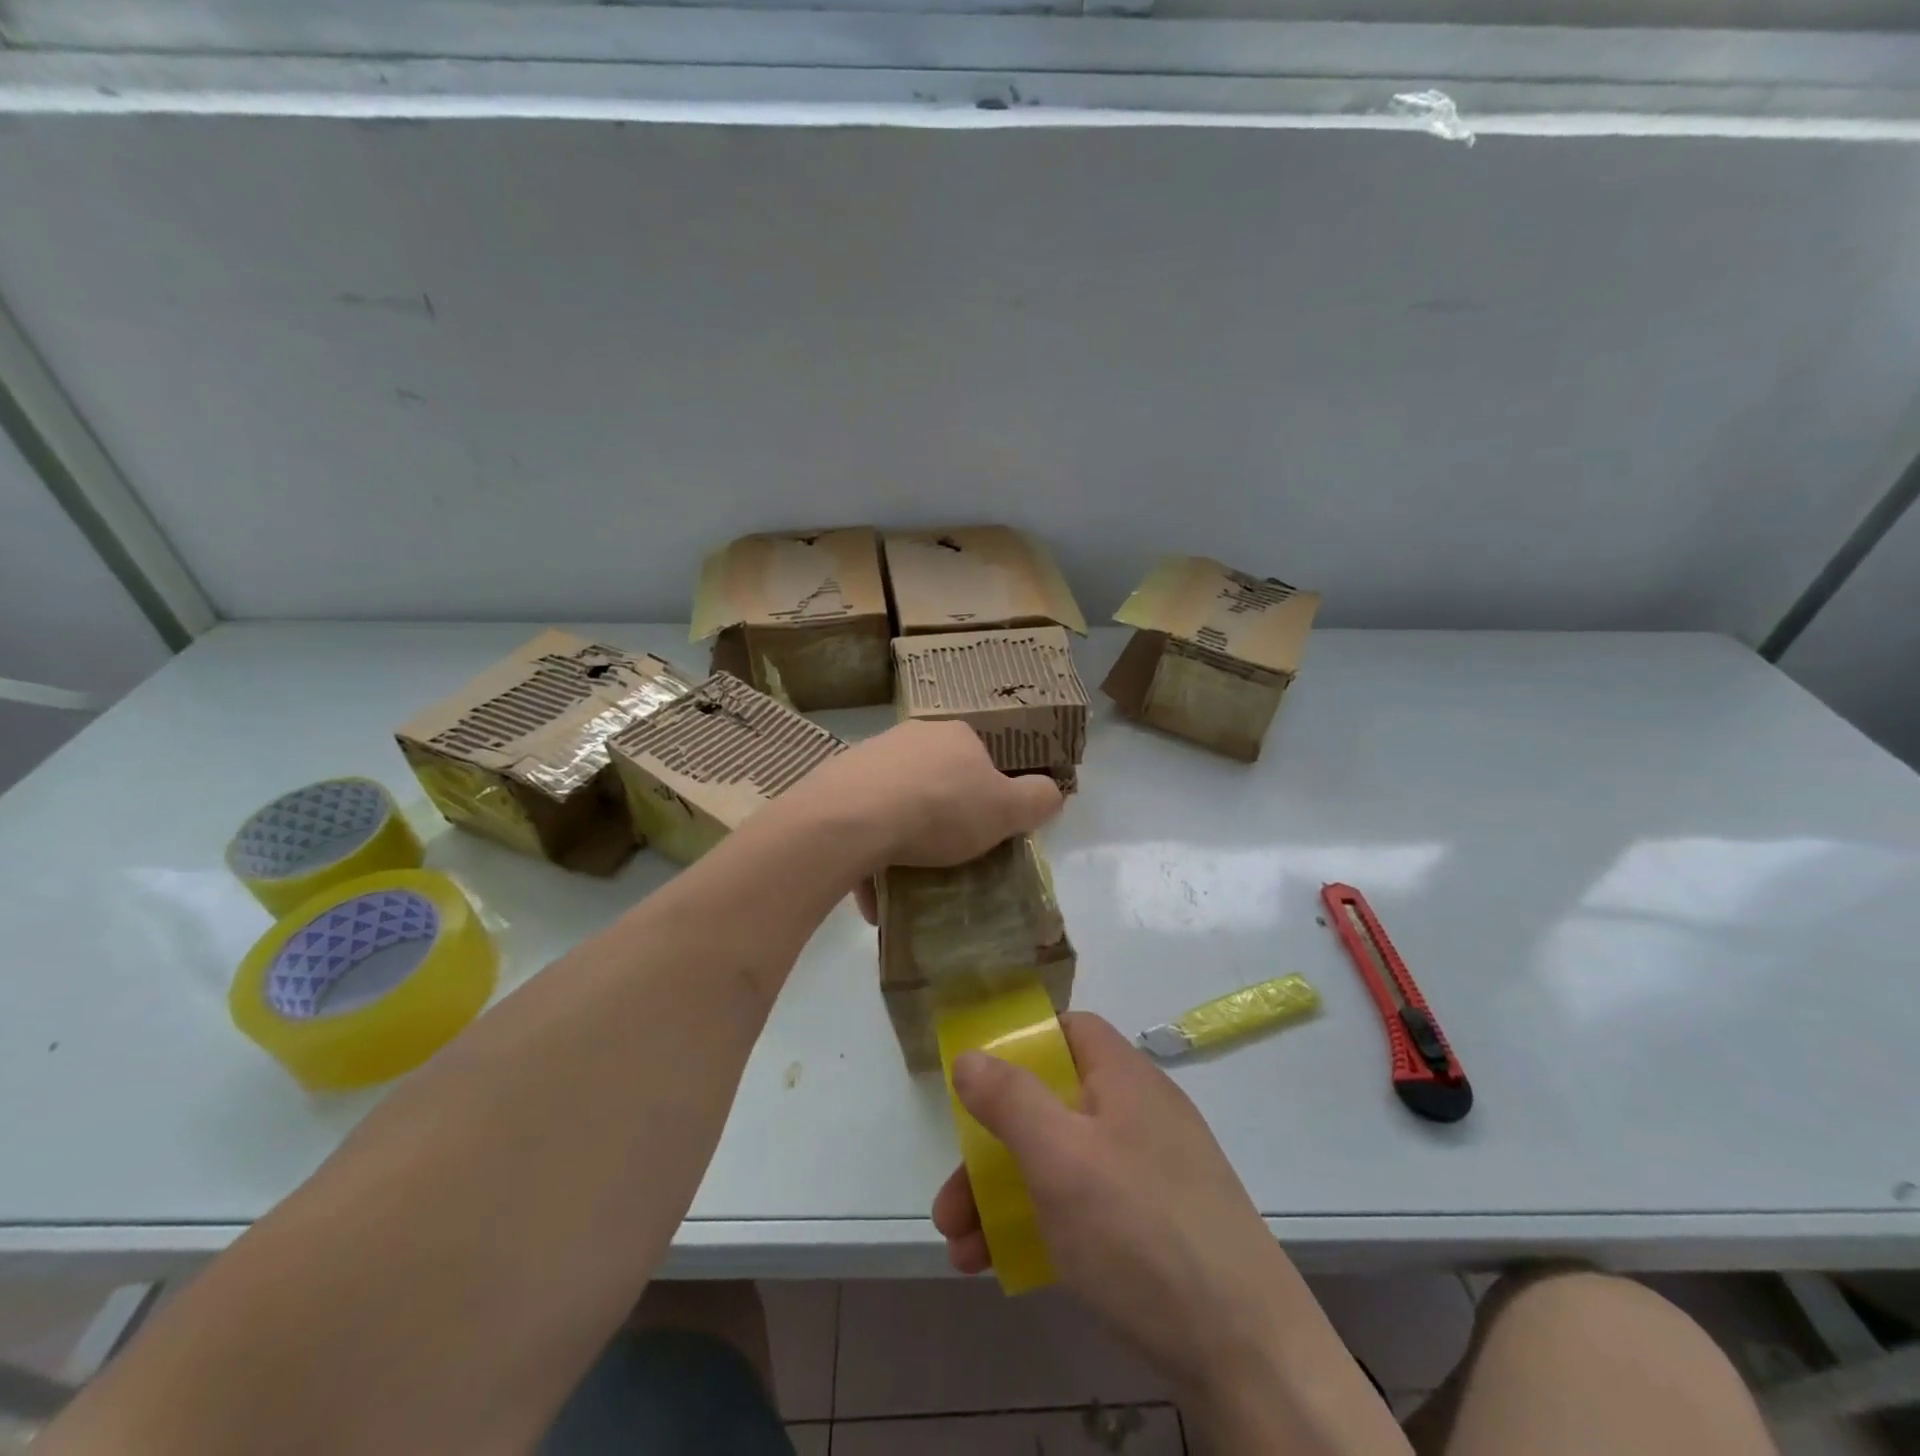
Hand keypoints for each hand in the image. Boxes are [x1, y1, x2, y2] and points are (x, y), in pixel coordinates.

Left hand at [785, 721, 1061, 918]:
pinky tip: (875, 894)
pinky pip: (863, 824)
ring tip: (910, 880)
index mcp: (955, 736)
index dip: (988, 796)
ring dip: (905, 839)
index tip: (986, 831)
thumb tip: (1052, 793)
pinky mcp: (836, 786)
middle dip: (944, 816)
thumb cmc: (941, 809)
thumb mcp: (1006, 810)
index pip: (981, 760)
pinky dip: (872, 856)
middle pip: (937, 780)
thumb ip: (1037, 799)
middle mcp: (911, 737)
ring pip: (897, 802)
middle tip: (950, 855)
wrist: (853, 818)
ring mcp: (869, 759)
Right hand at [931, 1013, 1304, 1396]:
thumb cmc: (1139, 1232)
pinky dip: (1045, 1227)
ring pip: (1064, 1165)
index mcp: (1124, 1079)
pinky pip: (1088, 1209)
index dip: (1022, 1047)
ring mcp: (1154, 1174)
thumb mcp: (1059, 1157)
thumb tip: (970, 1056)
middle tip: (950, 1204)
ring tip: (962, 1252)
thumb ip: (1009, 1099)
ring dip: (1006, 1199)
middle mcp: (1140, 1115)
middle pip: (1053, 1106)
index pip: (1070, 1031)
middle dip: (993, 1150)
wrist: (1251, 1357)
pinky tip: (1010, 1269)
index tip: (979, 1084)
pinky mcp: (1160, 1230)